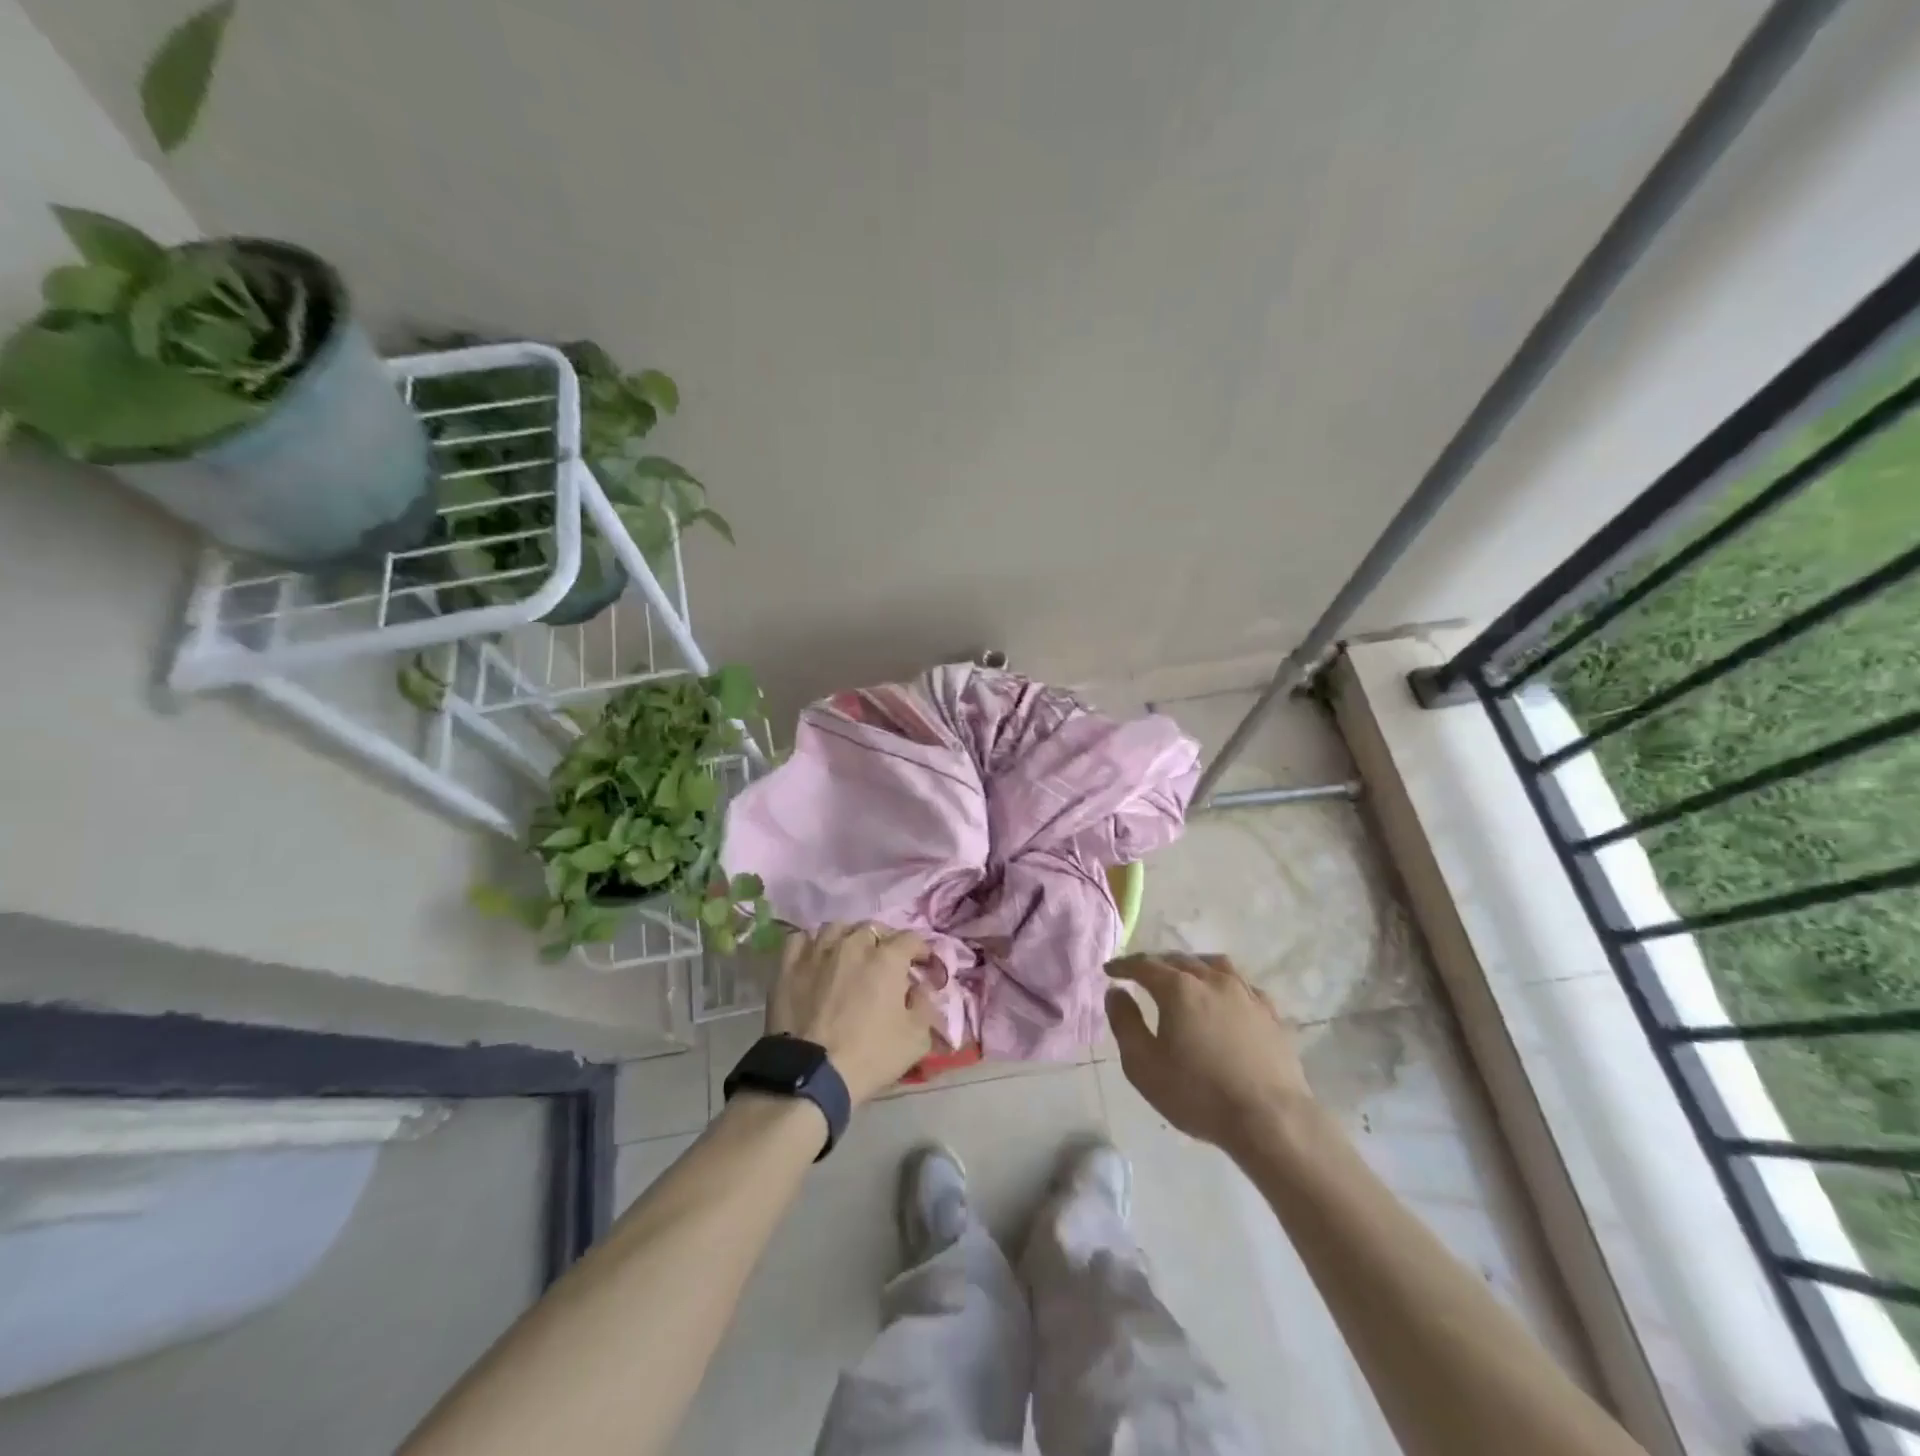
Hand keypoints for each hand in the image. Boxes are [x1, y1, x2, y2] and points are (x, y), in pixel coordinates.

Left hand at [769, 923, 936, 1105]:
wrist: (811, 1074)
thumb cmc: (869, 1055)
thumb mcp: (916, 1039)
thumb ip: (925, 1006)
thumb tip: (920, 989)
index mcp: (886, 958)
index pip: (911, 938)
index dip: (921, 950)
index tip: (923, 966)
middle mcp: (852, 944)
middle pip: (873, 928)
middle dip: (885, 942)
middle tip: (887, 964)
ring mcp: (818, 951)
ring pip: (837, 928)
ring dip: (849, 938)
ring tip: (850, 956)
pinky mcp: (789, 965)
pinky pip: (801, 939)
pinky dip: (812, 944)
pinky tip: (816, 958)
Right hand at [1106, 953, 1312, 1156]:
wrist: (1271, 1120)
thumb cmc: (1198, 1095)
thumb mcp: (1144, 1066)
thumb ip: (1125, 1023)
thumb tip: (1116, 992)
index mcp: (1179, 989)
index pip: (1144, 965)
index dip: (1124, 966)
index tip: (1110, 971)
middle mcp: (1212, 980)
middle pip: (1178, 960)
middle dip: (1156, 963)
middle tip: (1141, 974)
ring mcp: (1245, 994)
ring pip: (1214, 964)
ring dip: (1192, 965)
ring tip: (1183, 975)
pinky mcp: (1270, 1013)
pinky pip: (1242, 984)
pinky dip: (1224, 982)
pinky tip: (1224, 996)